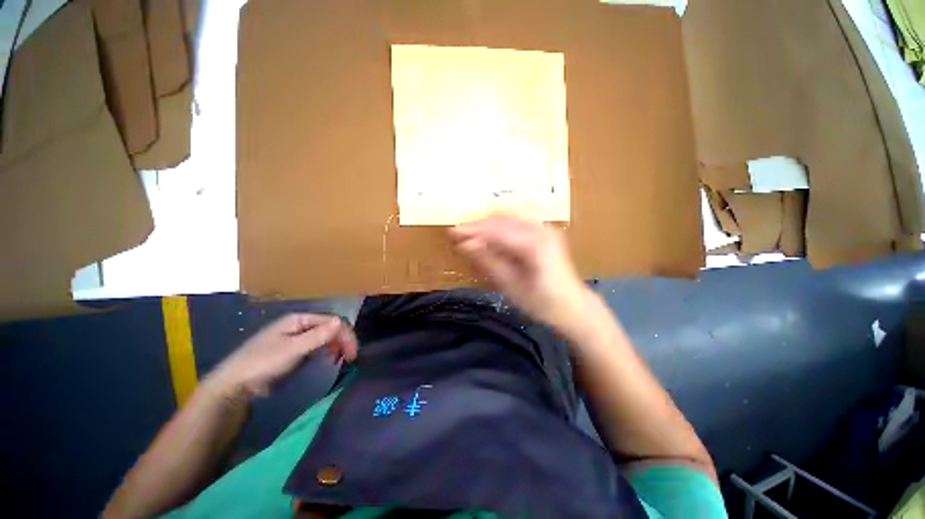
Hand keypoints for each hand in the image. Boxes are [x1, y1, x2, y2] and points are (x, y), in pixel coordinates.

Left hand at [206, 314, 357, 399]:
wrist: (234, 386)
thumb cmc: (262, 364)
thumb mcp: (292, 349)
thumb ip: (317, 336)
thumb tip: (340, 321)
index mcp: (299, 319)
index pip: (332, 321)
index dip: (346, 334)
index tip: (353, 353)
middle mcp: (300, 325)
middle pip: (330, 327)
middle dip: (343, 340)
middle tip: (350, 358)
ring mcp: (297, 337)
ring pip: (326, 336)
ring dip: (337, 345)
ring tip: (341, 359)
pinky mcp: (294, 350)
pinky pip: (318, 345)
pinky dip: (327, 350)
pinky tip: (329, 359)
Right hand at [450, 214, 594, 332]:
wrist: (573, 306)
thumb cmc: (541, 302)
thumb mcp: (511, 285)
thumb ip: (488, 260)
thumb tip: (464, 244)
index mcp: (534, 244)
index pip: (496, 230)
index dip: (472, 230)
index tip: (452, 233)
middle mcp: (541, 229)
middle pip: (502, 218)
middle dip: (478, 225)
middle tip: (458, 234)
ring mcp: (544, 228)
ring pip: (508, 218)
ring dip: (487, 225)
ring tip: (469, 235)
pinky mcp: (544, 232)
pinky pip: (516, 223)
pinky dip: (499, 228)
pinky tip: (488, 237)